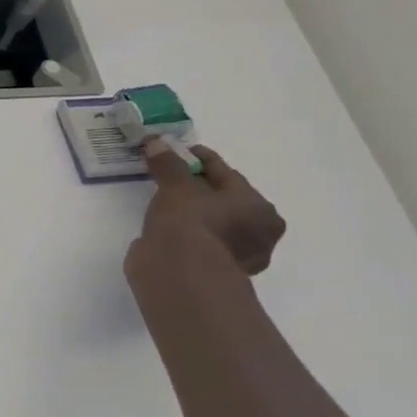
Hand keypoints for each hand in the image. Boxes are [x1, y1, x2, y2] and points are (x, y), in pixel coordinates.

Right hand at [131, 138, 285, 275]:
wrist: (179, 274)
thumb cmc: (190, 223)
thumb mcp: (177, 186)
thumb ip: (168, 164)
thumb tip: (156, 141)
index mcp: (260, 208)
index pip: (227, 175)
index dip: (202, 160)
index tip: (181, 153)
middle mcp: (257, 234)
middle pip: (224, 202)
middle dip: (200, 190)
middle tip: (173, 180)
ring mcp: (236, 259)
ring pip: (212, 225)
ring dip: (193, 215)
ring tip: (166, 205)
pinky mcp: (211, 274)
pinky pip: (199, 245)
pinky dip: (186, 236)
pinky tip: (168, 231)